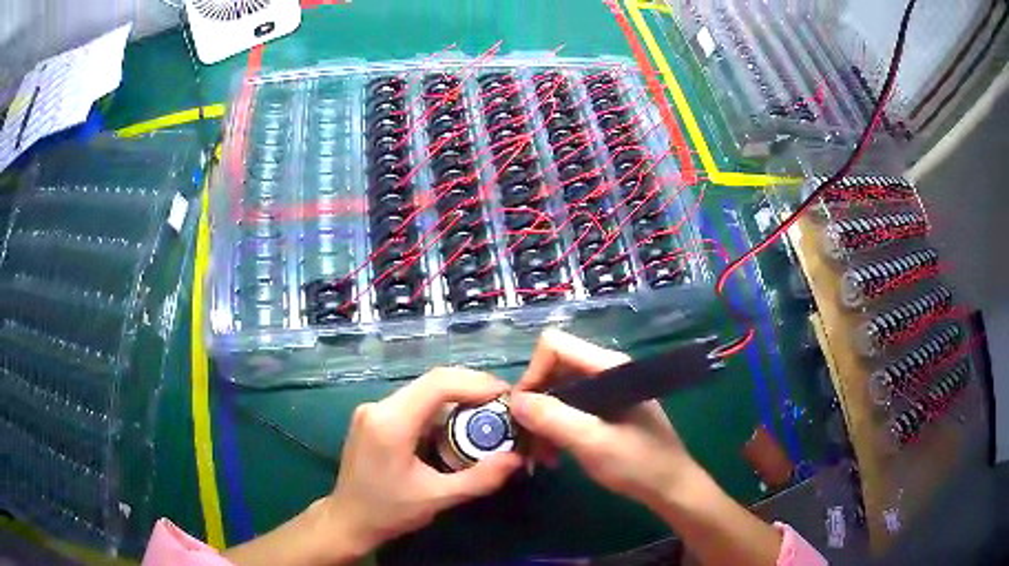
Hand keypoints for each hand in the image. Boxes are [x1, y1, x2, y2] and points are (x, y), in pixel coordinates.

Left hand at [325, 368, 522, 554]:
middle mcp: (378, 407)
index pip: (438, 383)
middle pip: (432, 382)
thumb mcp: (437, 499)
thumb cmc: (389, 512)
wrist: (347, 520)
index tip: (506, 395)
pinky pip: (413, 403)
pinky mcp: (372, 417)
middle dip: (471, 389)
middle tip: (503, 406)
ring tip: (486, 416)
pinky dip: (439, 410)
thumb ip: (480, 478)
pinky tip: (456, 427)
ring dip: (456, 399)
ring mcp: (372, 410)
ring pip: (423, 391)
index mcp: (390, 422)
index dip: (476, 383)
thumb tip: (517, 458)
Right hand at [509, 329, 704, 510]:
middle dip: (535, 404)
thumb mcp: (591, 443)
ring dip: (543, 422)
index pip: (553, 347)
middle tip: (527, 441)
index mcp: (607, 367)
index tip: (522, 413)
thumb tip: (514, 401)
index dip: (532, 375)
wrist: (671, 487)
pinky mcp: (606, 410)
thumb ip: (552, 418)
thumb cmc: (637, 463)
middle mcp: (605, 371)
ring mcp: (607, 391)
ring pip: (558, 393)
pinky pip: (570, 409)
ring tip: (540, 456)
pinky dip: (556, 429)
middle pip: (553, 370)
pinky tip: (554, 455)